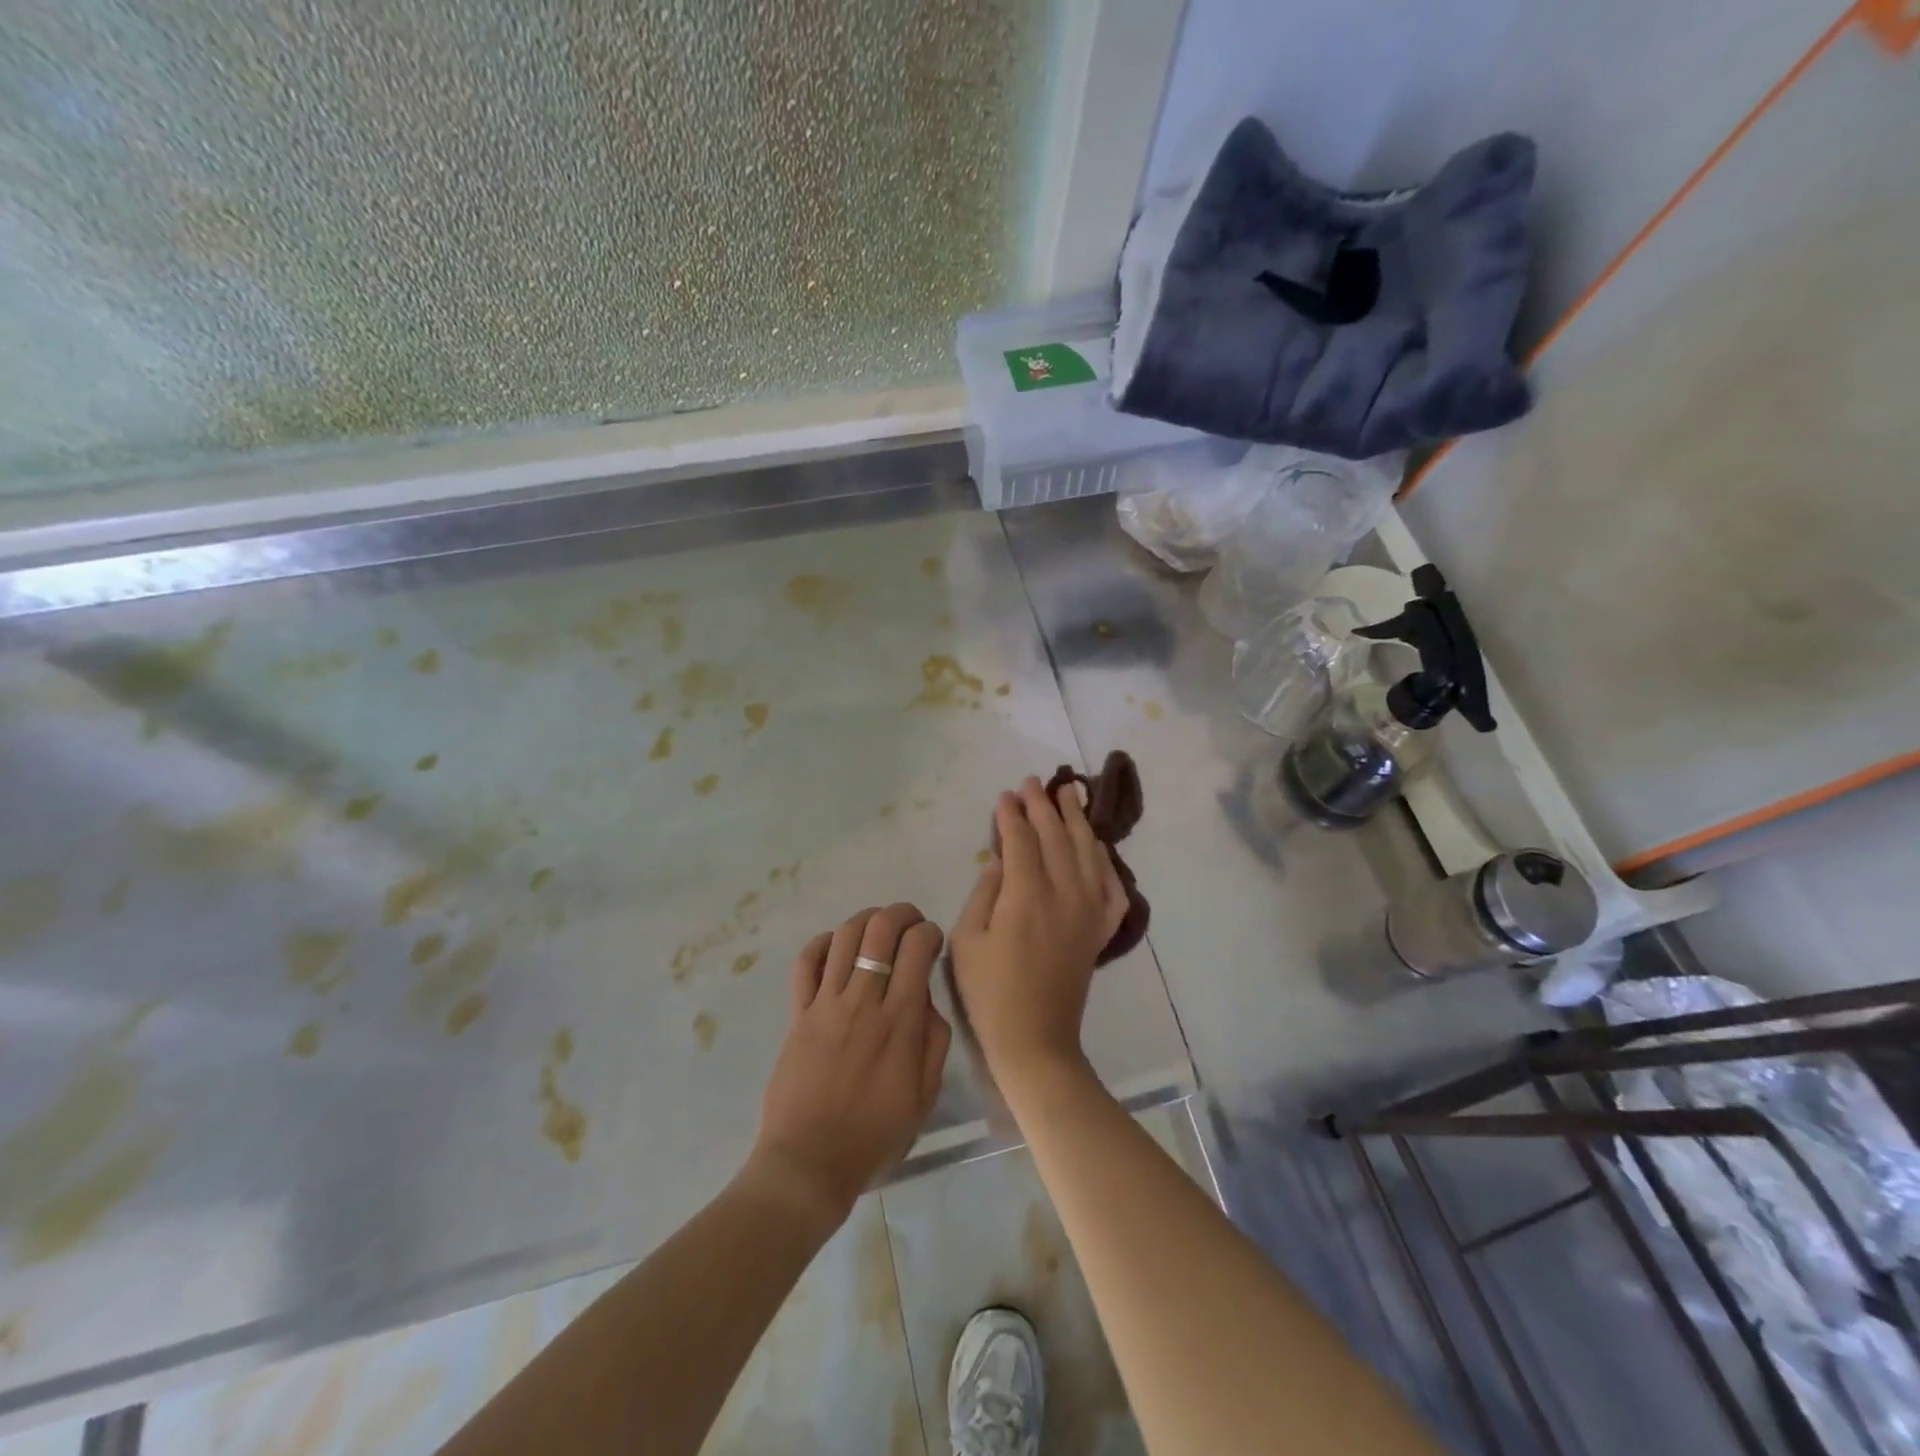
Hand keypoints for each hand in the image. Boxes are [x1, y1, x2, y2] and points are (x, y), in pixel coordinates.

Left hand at [748, 904, 950, 1229]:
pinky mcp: (798, 1013)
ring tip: (877, 927)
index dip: (929, 932)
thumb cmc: (874, 1135)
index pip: (916, 948)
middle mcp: (862, 1001)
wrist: (809, 1163)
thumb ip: (934, 1041)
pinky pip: (805, 963)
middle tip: (910, 922)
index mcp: (898, 1021)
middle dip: (900, 913)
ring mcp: (825, 1004)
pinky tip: (835, 946)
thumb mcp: (924, 1096)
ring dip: (865, 920)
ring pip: (844, 936)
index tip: (932, 941)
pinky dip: (821, 943)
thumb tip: (927, 998)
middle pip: (880, 929)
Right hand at [950, 778, 1127, 1087]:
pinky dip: (1104, 859)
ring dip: (1077, 819)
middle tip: (1033, 782)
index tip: (1005, 795)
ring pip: (1087, 852)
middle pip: (1056, 837)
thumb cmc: (991, 992)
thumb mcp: (967, 939)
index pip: (1022, 841)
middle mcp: (1065, 894)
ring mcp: (1089, 911)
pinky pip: (1111, 884)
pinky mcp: (1100, 929)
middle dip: (1043, 806)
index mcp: (1027, 896)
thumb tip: (1002, 860)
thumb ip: (985, 892)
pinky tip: (1096, 845)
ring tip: (1070, 792)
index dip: (1012, 815)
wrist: (1035, 1038)